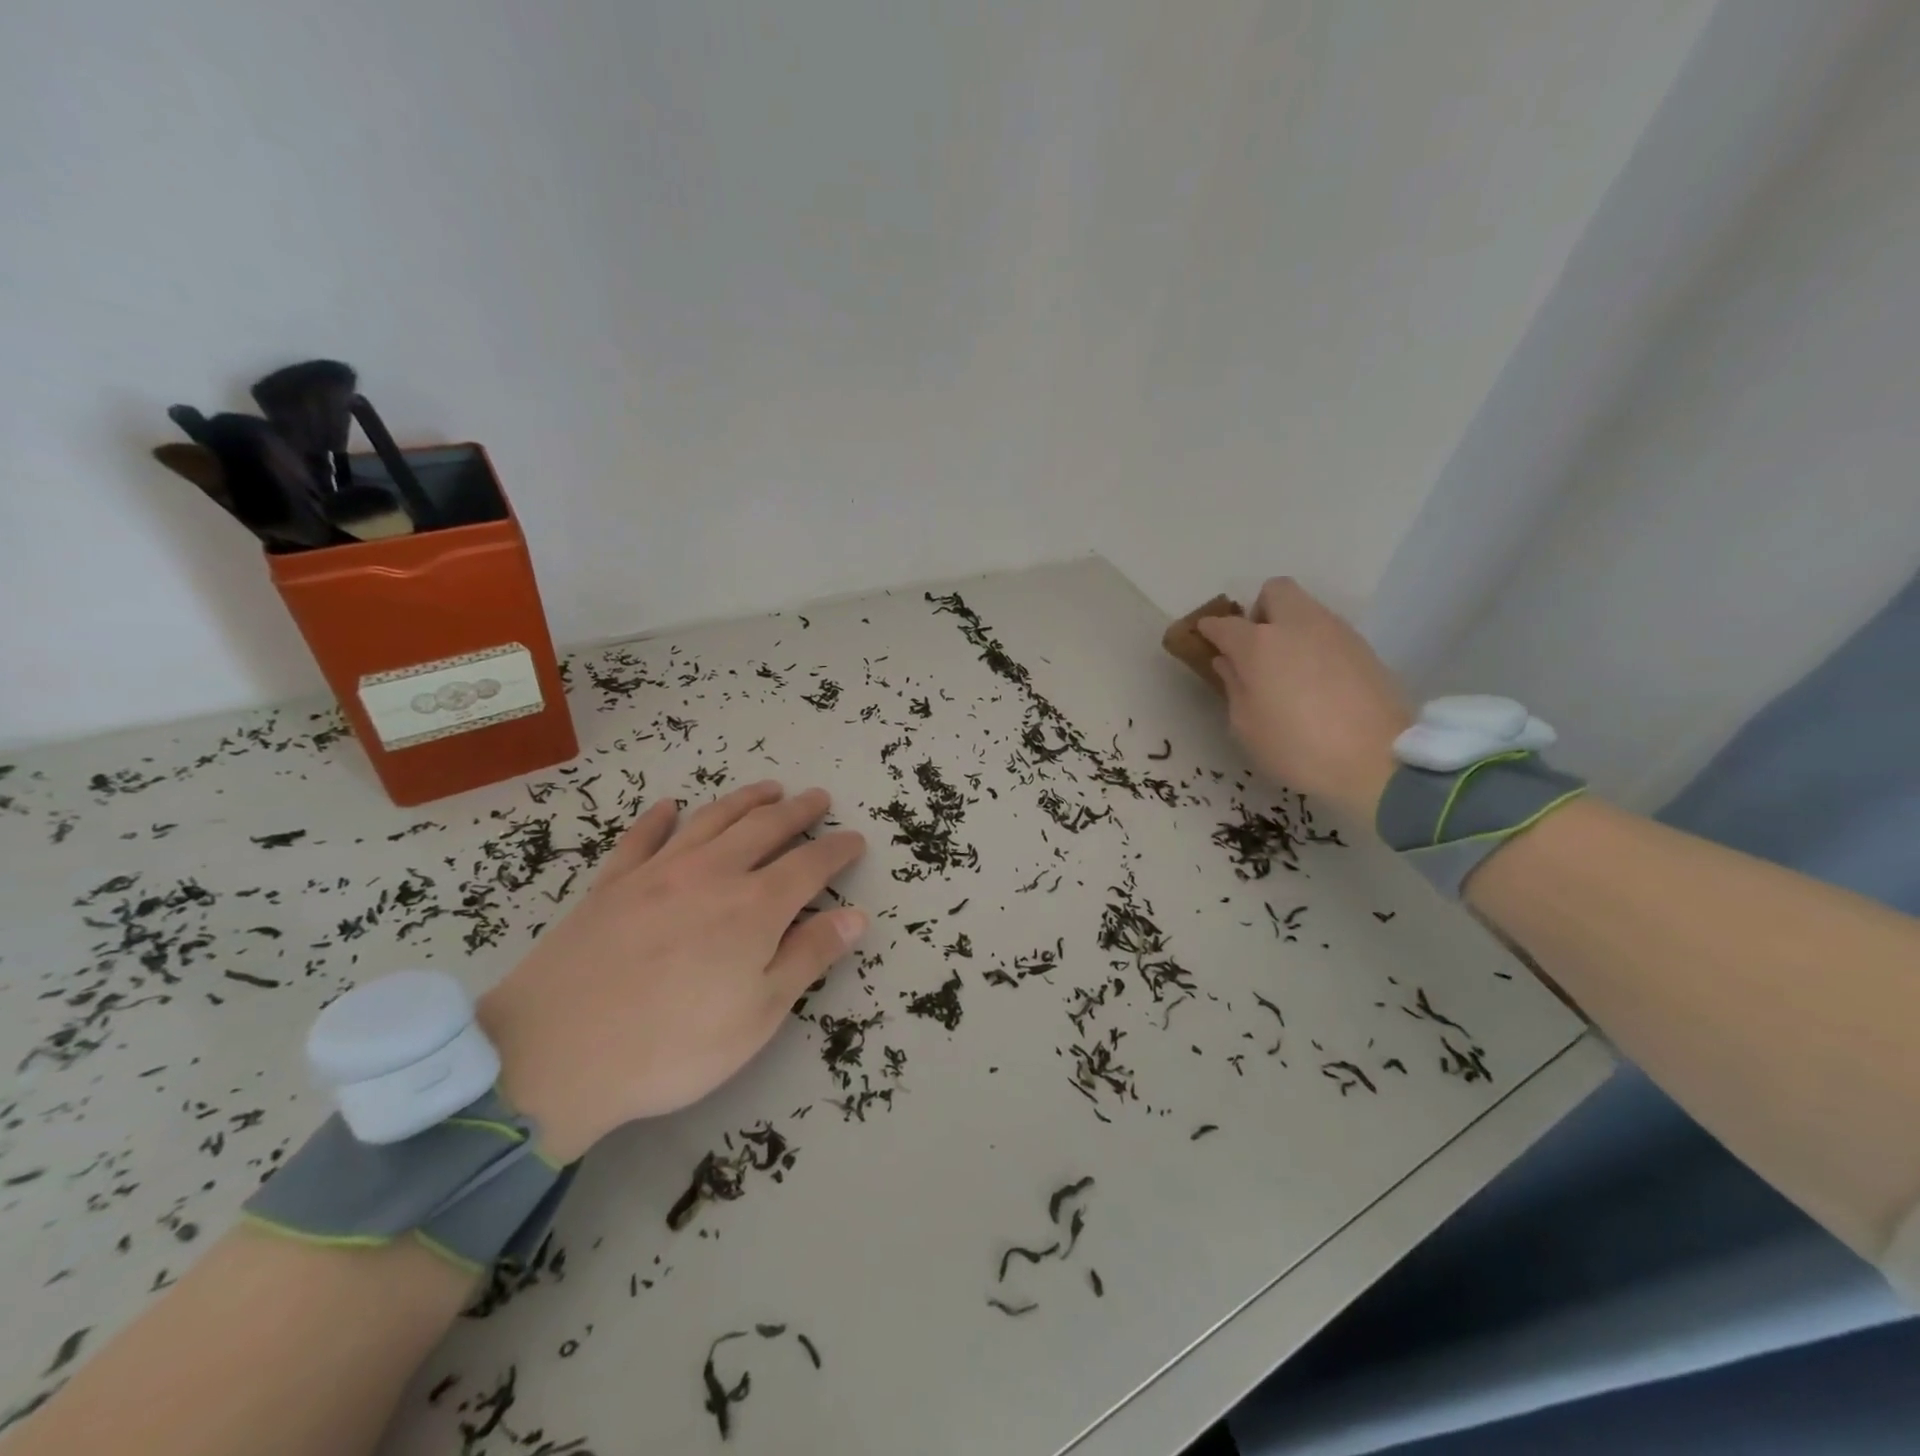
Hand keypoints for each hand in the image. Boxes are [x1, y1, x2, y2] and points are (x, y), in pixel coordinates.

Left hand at [478, 782, 867, 1161]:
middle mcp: (711, 874)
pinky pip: (641, 839)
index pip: (810, 865)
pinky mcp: (610, 885)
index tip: (856, 840)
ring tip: (767, 789)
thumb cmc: (673, 1045)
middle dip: (797, 811)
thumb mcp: (758, 1014)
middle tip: (817, 798)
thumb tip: (856, 917)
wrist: (554, 1054)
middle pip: (764, 828)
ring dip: (744, 800)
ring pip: (710, 821)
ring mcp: (657, 873)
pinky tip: (668, 807)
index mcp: (754, 907)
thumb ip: (808, 958)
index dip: (837, 850)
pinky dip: (658, 818)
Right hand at [1197, 578, 1411, 821]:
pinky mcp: (1363, 647)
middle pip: (1274, 591)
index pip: (1224, 624)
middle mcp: (1296, 625)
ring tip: (1287, 666)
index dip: (1209, 630)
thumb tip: (1228, 662)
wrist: (1377, 760)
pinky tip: (1315, 679)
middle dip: (1259, 610)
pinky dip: (1315, 644)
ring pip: (1305, 609)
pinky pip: (1328, 631)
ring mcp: (1335, 632)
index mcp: (1258, 644)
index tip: (1204, 639)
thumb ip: (1233, 686)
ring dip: (1289, 626)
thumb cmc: (1295, 747)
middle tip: (1255, 646)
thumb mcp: (1246, 726)